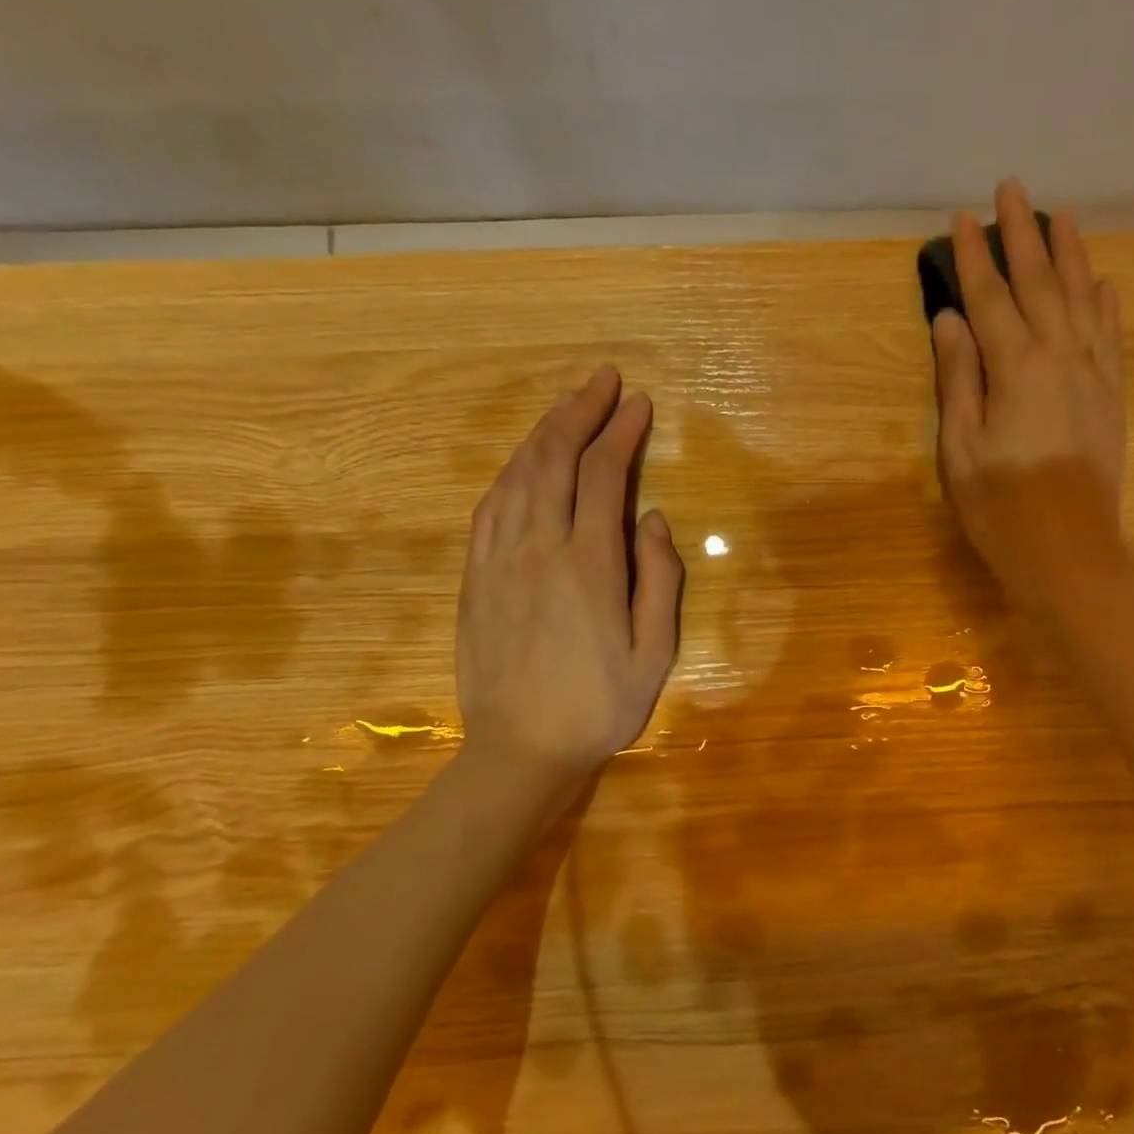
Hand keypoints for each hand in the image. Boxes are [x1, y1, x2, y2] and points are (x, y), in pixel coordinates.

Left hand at [454, 365, 682, 783]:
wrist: (520, 751)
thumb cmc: (600, 706)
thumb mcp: (655, 652)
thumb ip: (659, 579)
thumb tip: (654, 519)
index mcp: (589, 564)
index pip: (603, 475)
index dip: (621, 433)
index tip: (639, 405)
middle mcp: (539, 548)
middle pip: (554, 458)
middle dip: (580, 411)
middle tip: (602, 381)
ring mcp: (498, 560)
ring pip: (517, 475)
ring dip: (543, 433)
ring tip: (568, 407)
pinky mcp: (474, 577)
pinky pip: (489, 506)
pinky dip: (511, 471)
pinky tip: (524, 462)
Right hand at [931, 178, 1129, 620]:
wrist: (1068, 551)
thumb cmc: (1000, 508)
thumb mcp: (961, 449)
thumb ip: (959, 379)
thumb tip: (951, 320)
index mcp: (1016, 369)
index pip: (990, 299)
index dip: (975, 257)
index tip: (963, 217)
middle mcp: (1059, 358)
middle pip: (1040, 284)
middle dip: (1024, 235)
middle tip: (1013, 188)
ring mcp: (1092, 375)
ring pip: (1082, 300)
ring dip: (1070, 254)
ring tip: (1063, 215)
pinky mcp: (1110, 397)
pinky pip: (1110, 337)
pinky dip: (1106, 304)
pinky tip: (1102, 282)